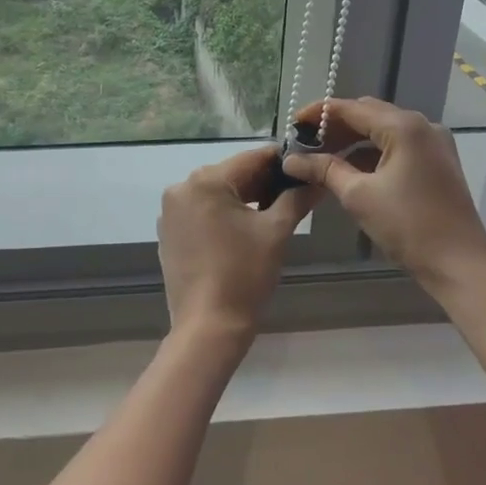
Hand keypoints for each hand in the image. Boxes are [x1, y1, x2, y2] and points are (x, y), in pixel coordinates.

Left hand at [157, 146, 320, 346]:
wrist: (208, 326)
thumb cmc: (244, 274)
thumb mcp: (276, 232)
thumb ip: (296, 199)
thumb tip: (316, 180)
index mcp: (206, 181)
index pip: (251, 158)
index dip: (281, 161)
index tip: (304, 166)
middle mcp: (182, 188)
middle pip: (232, 174)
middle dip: (263, 182)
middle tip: (294, 193)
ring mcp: (171, 211)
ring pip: (216, 192)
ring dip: (244, 198)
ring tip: (274, 211)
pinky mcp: (169, 232)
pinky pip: (201, 211)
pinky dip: (223, 214)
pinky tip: (244, 230)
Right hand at [282, 97, 485, 290]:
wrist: (460, 265)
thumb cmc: (408, 226)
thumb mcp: (358, 195)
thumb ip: (324, 170)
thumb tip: (290, 159)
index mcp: (404, 126)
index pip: (352, 108)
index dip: (319, 114)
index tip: (292, 124)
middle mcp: (422, 125)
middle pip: (369, 114)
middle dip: (335, 127)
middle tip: (305, 143)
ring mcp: (433, 143)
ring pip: (383, 130)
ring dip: (353, 140)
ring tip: (322, 157)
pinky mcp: (437, 162)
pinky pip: (398, 146)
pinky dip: (372, 153)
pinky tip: (350, 169)